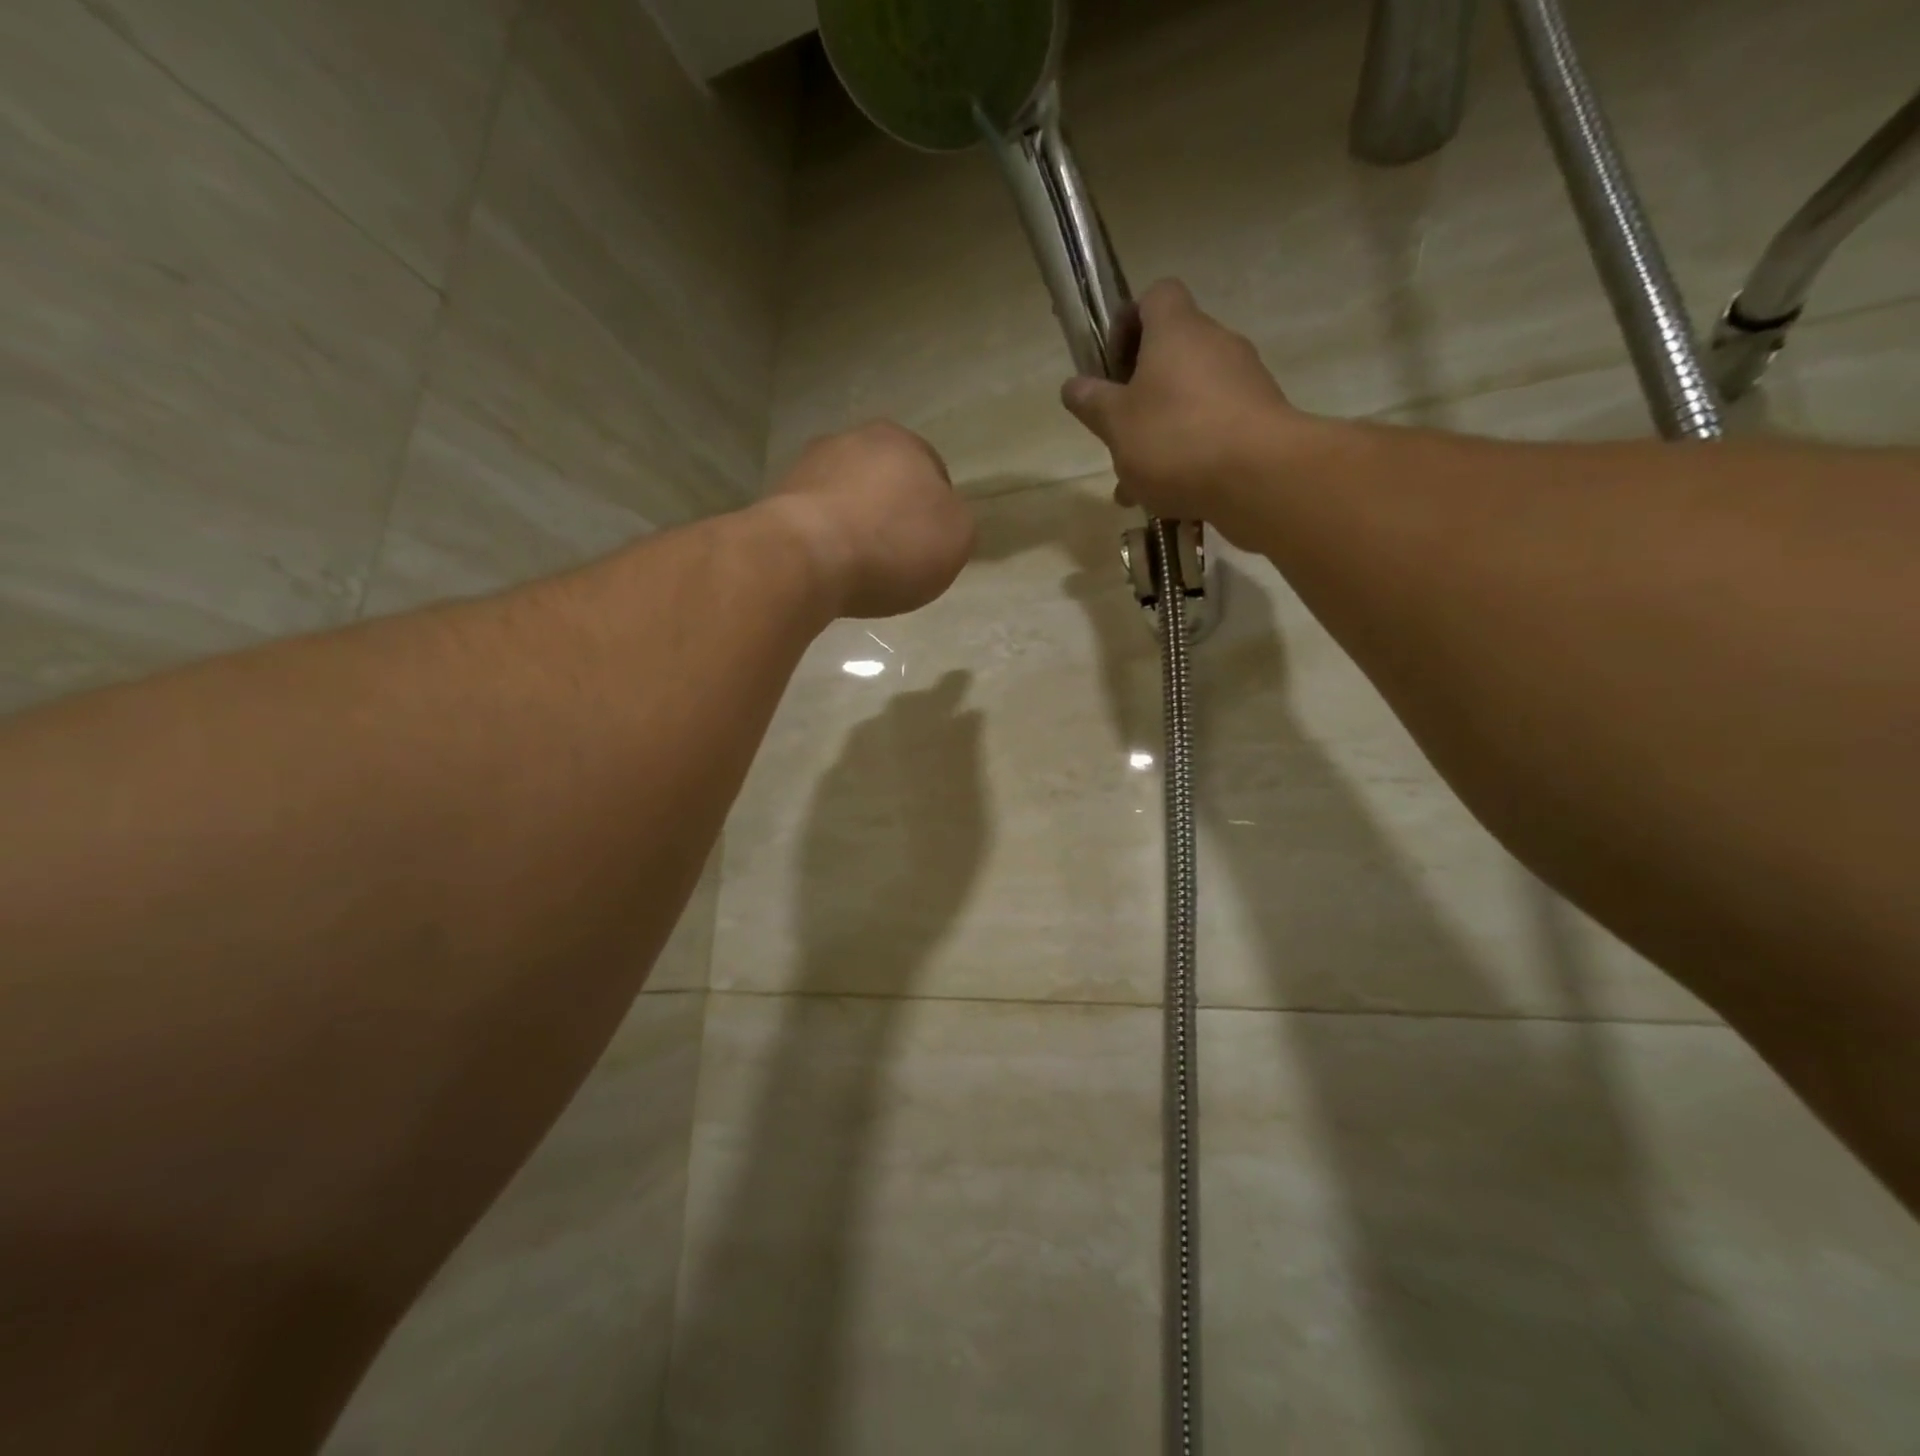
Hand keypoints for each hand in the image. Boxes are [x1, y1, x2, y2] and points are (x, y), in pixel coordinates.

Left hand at [761, 422, 974, 618]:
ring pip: (846, 497)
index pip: (932, 471)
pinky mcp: (777, 499)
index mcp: (901, 441)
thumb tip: (942, 518)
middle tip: (898, 556)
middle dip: (892, 512)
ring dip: (856, 525)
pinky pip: (816, 521)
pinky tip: (831, 569)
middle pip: (885, 480)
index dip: (937, 511)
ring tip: (861, 568)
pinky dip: (826, 541)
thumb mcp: (957, 538)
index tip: (933, 546)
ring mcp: (807, 466)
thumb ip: (957, 522)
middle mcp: (851, 440)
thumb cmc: (894, 544)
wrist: (807, 559)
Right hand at [1062, 280, 1299, 541]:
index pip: (1156, 296)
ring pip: (1189, 399)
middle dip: (1139, 393)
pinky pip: (1213, 428)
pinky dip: (1190, 454)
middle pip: (1172, 353)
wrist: (1259, 477)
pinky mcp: (1261, 419)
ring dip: (1161, 432)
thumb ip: (1092, 403)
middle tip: (1118, 432)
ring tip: (1137, 484)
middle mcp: (1216, 344)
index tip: (1111, 365)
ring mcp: (1244, 382)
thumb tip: (1073, 386)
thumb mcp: (1115, 424)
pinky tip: (1171, 496)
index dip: (1128, 323)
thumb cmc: (1175, 439)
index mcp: (1177, 330)